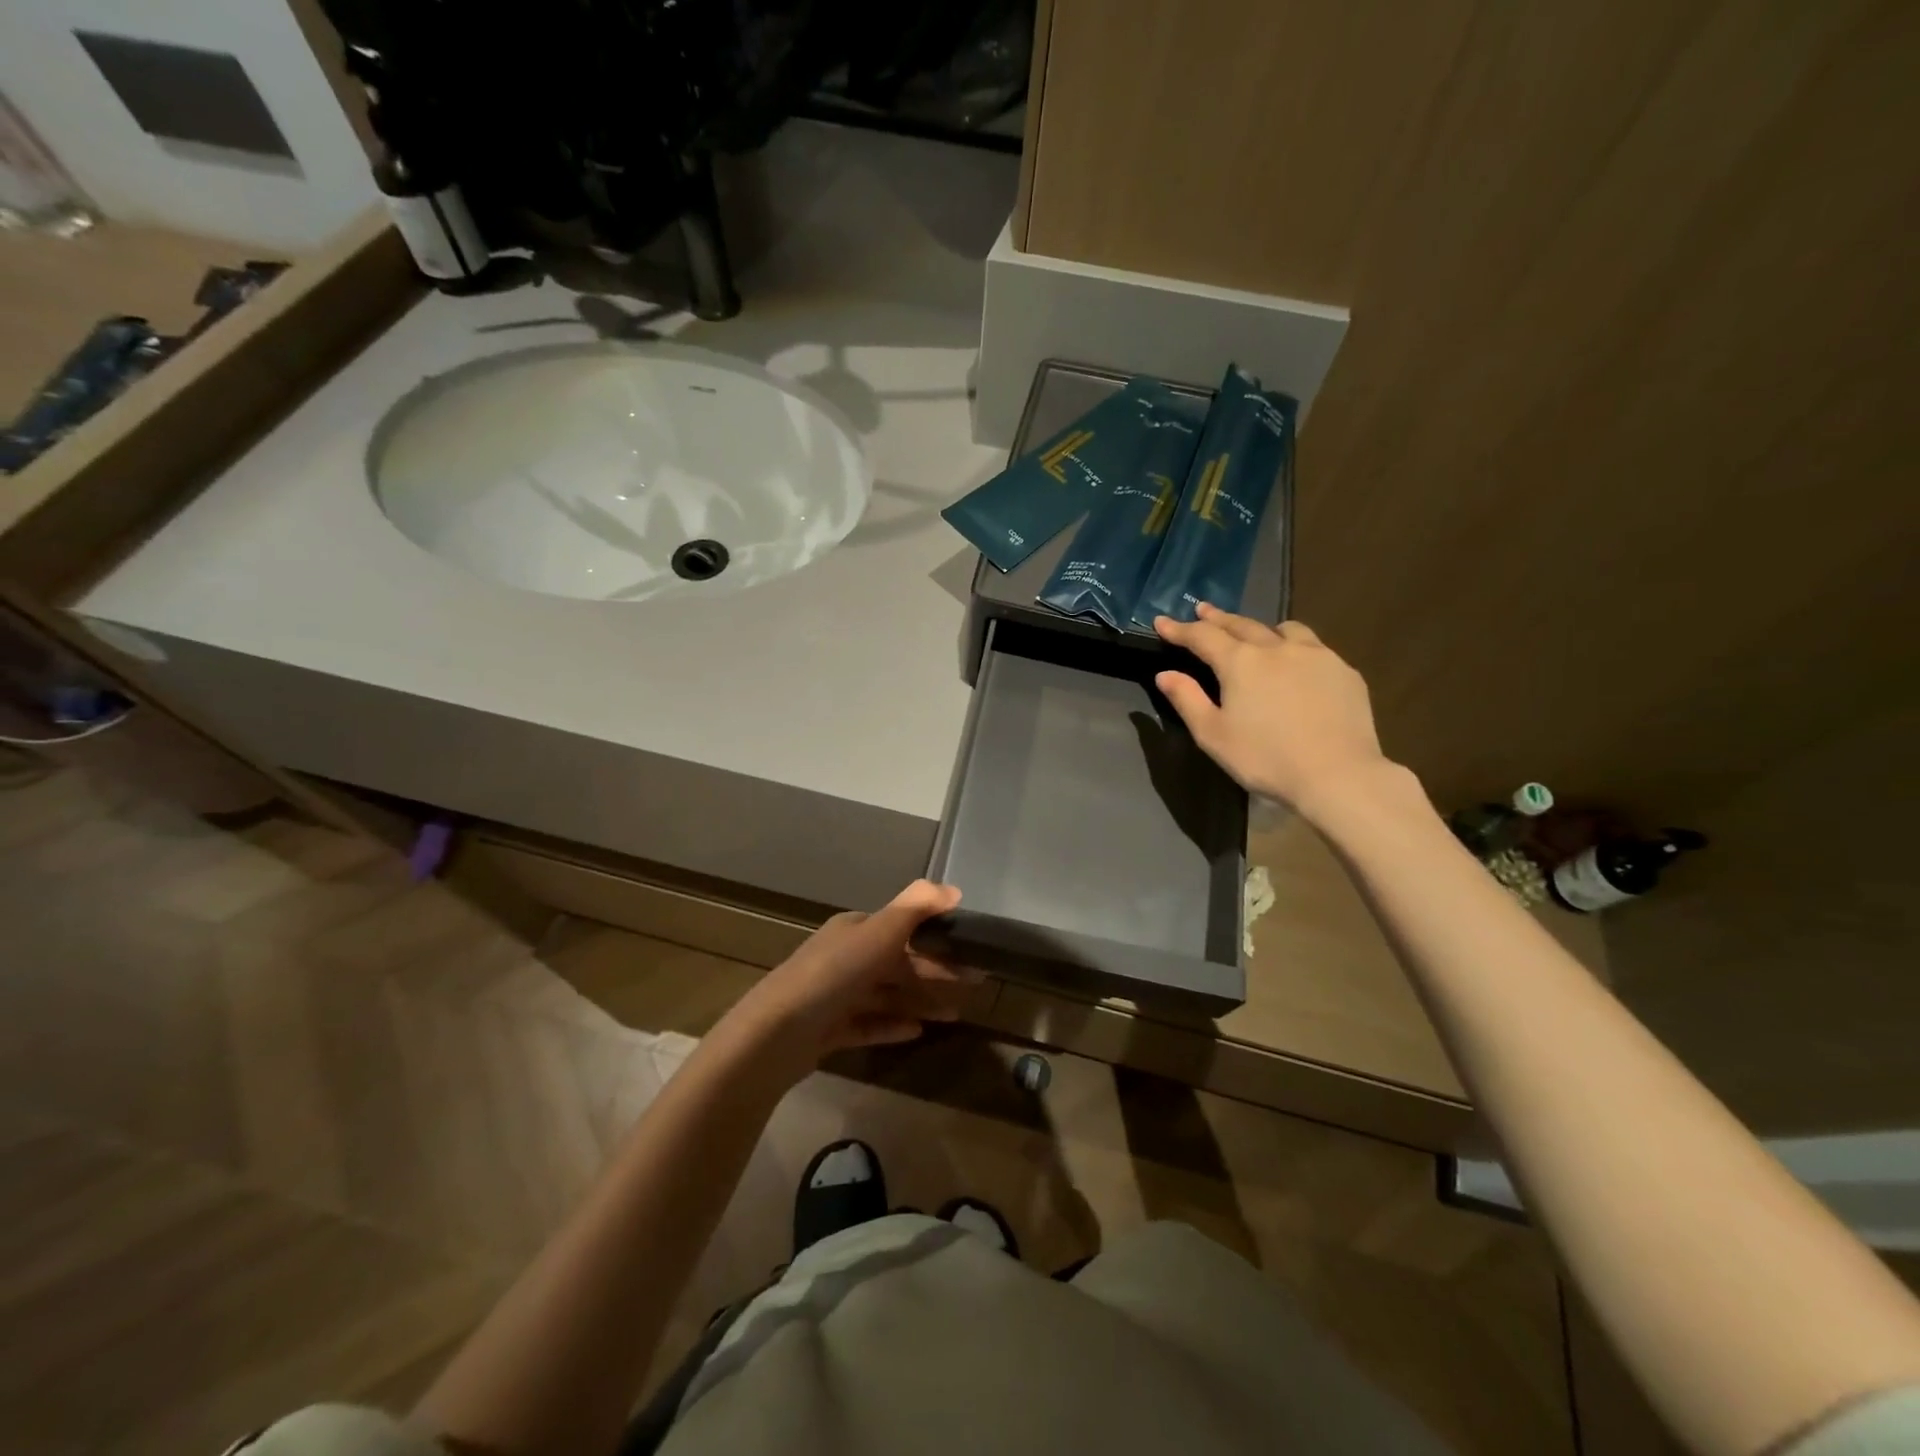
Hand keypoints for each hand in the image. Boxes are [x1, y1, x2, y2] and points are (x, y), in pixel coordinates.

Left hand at [724, 880, 968, 1080]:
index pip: (903, 928)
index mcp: (855, 930)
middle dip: (936, 971)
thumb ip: (916, 907)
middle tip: (976, 982)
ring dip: (921, 1001)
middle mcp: (846, 957)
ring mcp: (836, 995)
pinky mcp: (829, 1030)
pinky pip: (869, 1024)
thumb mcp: (879, 933)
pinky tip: (918, 1033)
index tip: (971, 948)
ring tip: (956, 1015)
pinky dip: (893, 1025)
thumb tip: (954, 888)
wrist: (777, 1033)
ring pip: (887, 995)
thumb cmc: (834, 974)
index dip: (938, 936)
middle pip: (899, 962)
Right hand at [1153, 605, 1397, 820]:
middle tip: (1202, 610)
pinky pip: (1314, 649)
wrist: (1337, 775)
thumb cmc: (1265, 758)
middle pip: (1241, 624)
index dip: (1179, 629)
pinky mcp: (1344, 671)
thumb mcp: (1213, 734)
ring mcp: (1316, 655)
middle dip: (1218, 618)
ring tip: (1257, 636)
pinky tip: (1298, 667)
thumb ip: (1187, 700)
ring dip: (1262, 629)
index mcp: (1240, 662)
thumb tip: (1166, 674)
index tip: (1161, 621)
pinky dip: (1296, 649)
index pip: (1202, 636)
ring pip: (1285, 629)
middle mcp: (1277, 647)